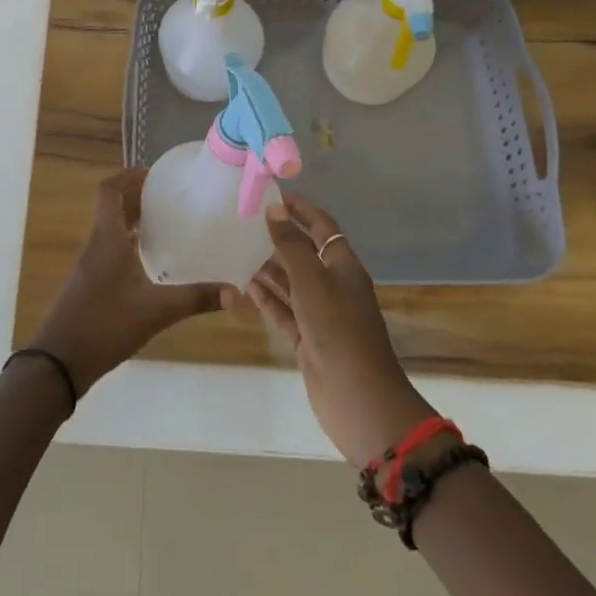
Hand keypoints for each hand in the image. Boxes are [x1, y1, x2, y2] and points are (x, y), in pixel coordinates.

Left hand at [27, 169, 238, 396]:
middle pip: (111, 206)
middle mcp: (96, 244)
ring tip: (164, 221)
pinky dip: (127, 242)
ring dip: (132, 219)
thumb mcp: (155, 312)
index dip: (129, 176)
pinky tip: (148, 259)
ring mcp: (89, 264)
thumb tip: (237, 294)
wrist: (58, 362)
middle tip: (169, 196)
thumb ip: (195, 299)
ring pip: (110, 228)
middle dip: (137, 196)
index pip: (109, 190)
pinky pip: (109, 247)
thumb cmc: (104, 326)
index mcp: (107, 238)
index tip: (155, 175)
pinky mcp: (89, 283)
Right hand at [248, 195, 437, 467]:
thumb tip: (275, 209)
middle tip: (244, 223)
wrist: (358, 399)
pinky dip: (267, 298)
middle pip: (304, 253)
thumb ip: (291, 245)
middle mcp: (333, 286)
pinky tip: (244, 286)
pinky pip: (283, 310)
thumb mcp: (312, 280)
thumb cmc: (338, 329)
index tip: (273, 195)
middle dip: (279, 238)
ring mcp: (320, 314)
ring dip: (268, 268)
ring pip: (291, 283)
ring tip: (237, 250)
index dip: (301, 210)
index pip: (322, 227)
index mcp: (343, 266)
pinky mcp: (307, 339)